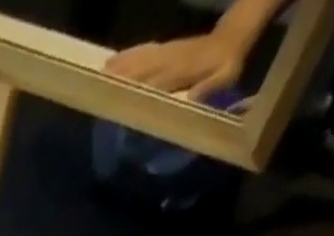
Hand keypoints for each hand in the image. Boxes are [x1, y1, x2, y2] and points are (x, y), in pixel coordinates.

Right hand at [104, 28, 248, 100]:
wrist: (233, 36)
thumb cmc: (227, 64)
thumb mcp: (224, 77)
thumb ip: (209, 86)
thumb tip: (191, 98)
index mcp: (183, 69)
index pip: (157, 82)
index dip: (140, 90)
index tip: (120, 100)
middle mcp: (171, 59)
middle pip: (143, 68)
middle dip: (123, 77)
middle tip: (100, 86)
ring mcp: (167, 51)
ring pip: (141, 58)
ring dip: (121, 64)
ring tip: (102, 72)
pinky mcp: (165, 47)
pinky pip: (144, 50)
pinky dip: (129, 54)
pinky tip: (116, 59)